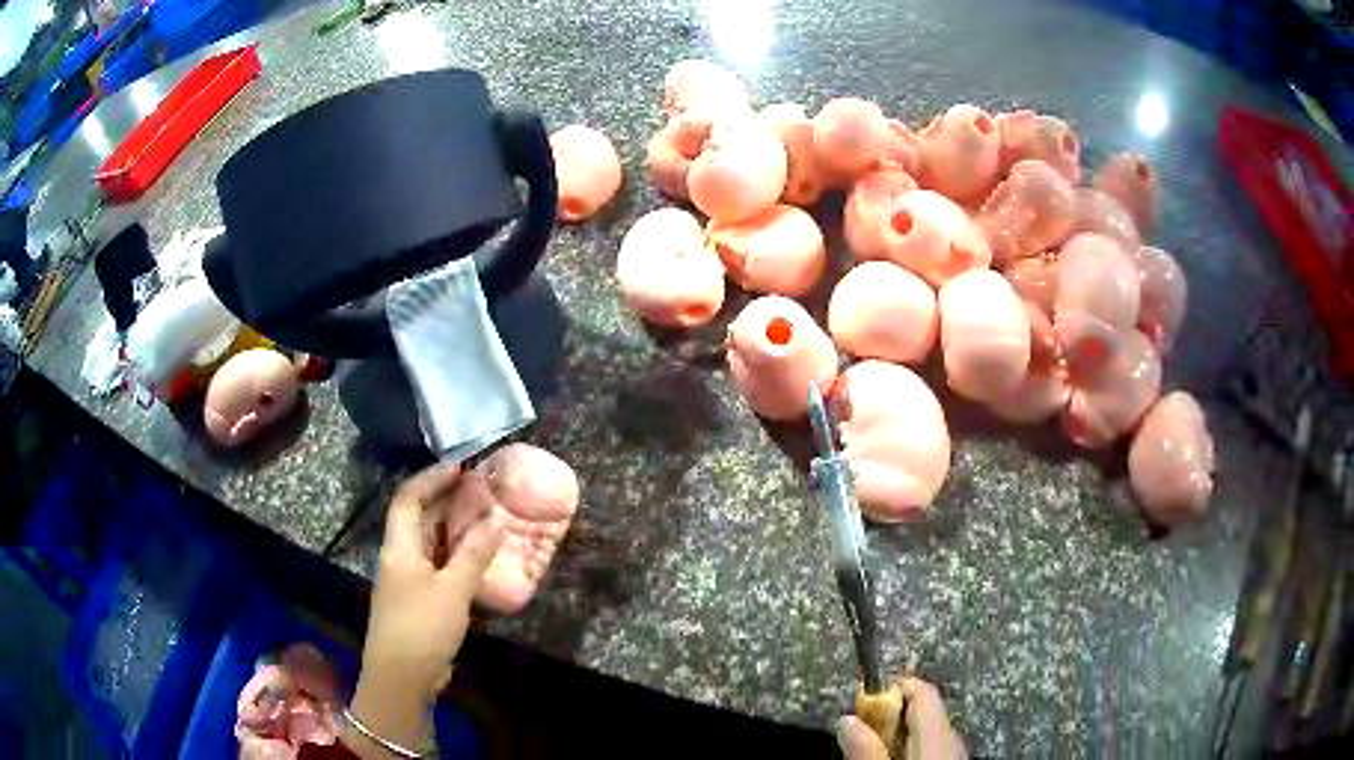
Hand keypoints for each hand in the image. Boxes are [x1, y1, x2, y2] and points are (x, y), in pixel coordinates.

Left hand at [346, 464, 503, 756]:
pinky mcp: (419, 602)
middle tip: (481, 491)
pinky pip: (438, 568)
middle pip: (418, 518)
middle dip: (446, 501)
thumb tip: (494, 520)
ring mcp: (408, 581)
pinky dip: (457, 558)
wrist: (402, 677)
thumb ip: (473, 555)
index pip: (408, 498)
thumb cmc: (422, 626)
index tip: (461, 467)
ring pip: (430, 544)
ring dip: (454, 530)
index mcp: (399, 547)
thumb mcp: (452, 589)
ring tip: (485, 520)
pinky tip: (479, 562)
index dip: (431, 478)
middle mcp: (400, 558)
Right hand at [837, 677, 965, 759]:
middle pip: (924, 709)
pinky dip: (912, 744)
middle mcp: (955, 734)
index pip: (921, 689)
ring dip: (900, 731)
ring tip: (874, 744)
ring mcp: (959, 750)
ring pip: (929, 728)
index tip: (861, 696)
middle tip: (862, 726)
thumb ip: (867, 748)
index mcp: (941, 730)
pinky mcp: (954, 758)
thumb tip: (846, 718)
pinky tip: (895, 755)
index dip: (890, 686)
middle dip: (891, 712)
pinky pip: (934, 743)